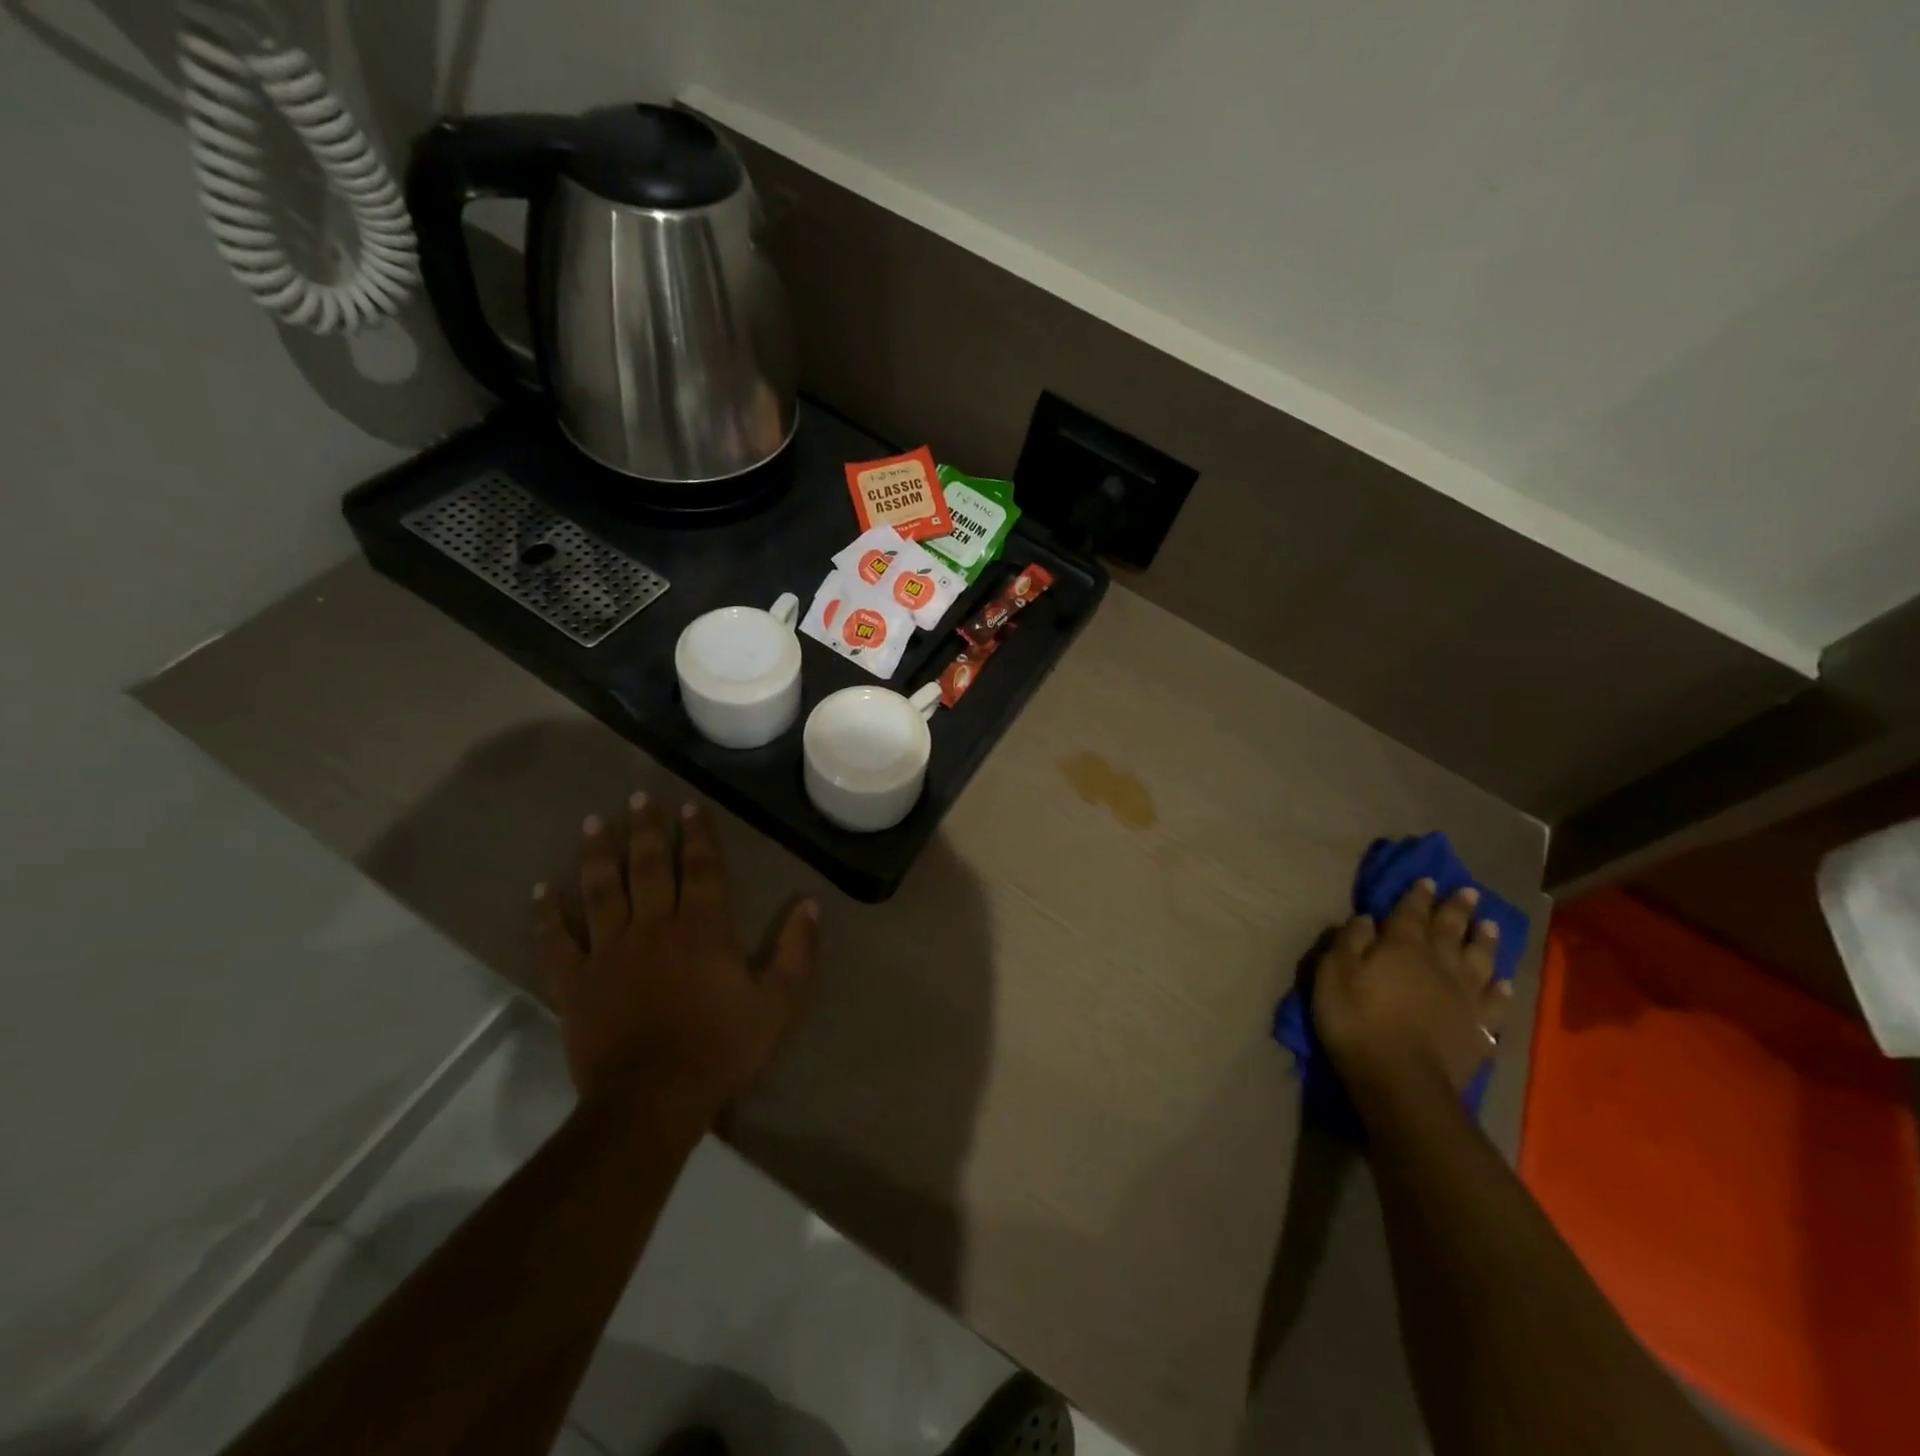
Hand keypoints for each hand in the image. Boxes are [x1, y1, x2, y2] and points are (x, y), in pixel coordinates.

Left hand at [533, 795, 819, 1132]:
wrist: (651, 1101)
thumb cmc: (720, 1049)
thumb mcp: (777, 1004)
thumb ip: (796, 951)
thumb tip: (811, 904)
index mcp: (702, 928)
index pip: (700, 869)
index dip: (697, 835)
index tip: (689, 807)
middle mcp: (653, 927)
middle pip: (647, 867)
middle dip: (644, 829)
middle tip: (638, 797)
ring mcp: (608, 952)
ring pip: (600, 891)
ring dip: (596, 854)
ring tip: (592, 822)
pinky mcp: (575, 982)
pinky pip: (556, 942)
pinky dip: (546, 915)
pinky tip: (539, 890)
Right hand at [1311, 879, 1511, 1107]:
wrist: (1401, 1081)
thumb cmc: (1357, 1020)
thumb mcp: (1334, 973)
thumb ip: (1350, 941)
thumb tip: (1367, 918)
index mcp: (1402, 946)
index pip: (1411, 912)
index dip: (1418, 895)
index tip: (1427, 879)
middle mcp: (1440, 964)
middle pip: (1451, 930)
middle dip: (1457, 909)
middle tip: (1468, 892)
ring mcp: (1465, 997)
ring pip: (1480, 960)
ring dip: (1485, 941)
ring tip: (1490, 925)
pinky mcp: (1478, 1029)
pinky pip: (1494, 1004)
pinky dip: (1500, 990)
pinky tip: (1503, 983)